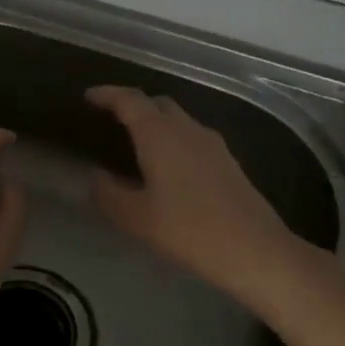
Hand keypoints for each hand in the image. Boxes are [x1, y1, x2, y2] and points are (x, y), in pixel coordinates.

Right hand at [86, 85, 299, 301]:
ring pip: (178, 121)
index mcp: (160, 135)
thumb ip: (109, 194)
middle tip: (112, 121)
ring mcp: (213, 145)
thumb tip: (97, 177)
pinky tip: (167, 169)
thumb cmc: (189, 230)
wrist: (255, 250)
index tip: (89, 96)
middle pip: (157, 104)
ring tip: (136, 146)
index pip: (130, 101)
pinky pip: (192, 139)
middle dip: (133, 106)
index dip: (107, 95)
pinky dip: (173, 142)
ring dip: (156, 124)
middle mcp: (187, 130)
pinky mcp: (228, 163)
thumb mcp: (136, 218)